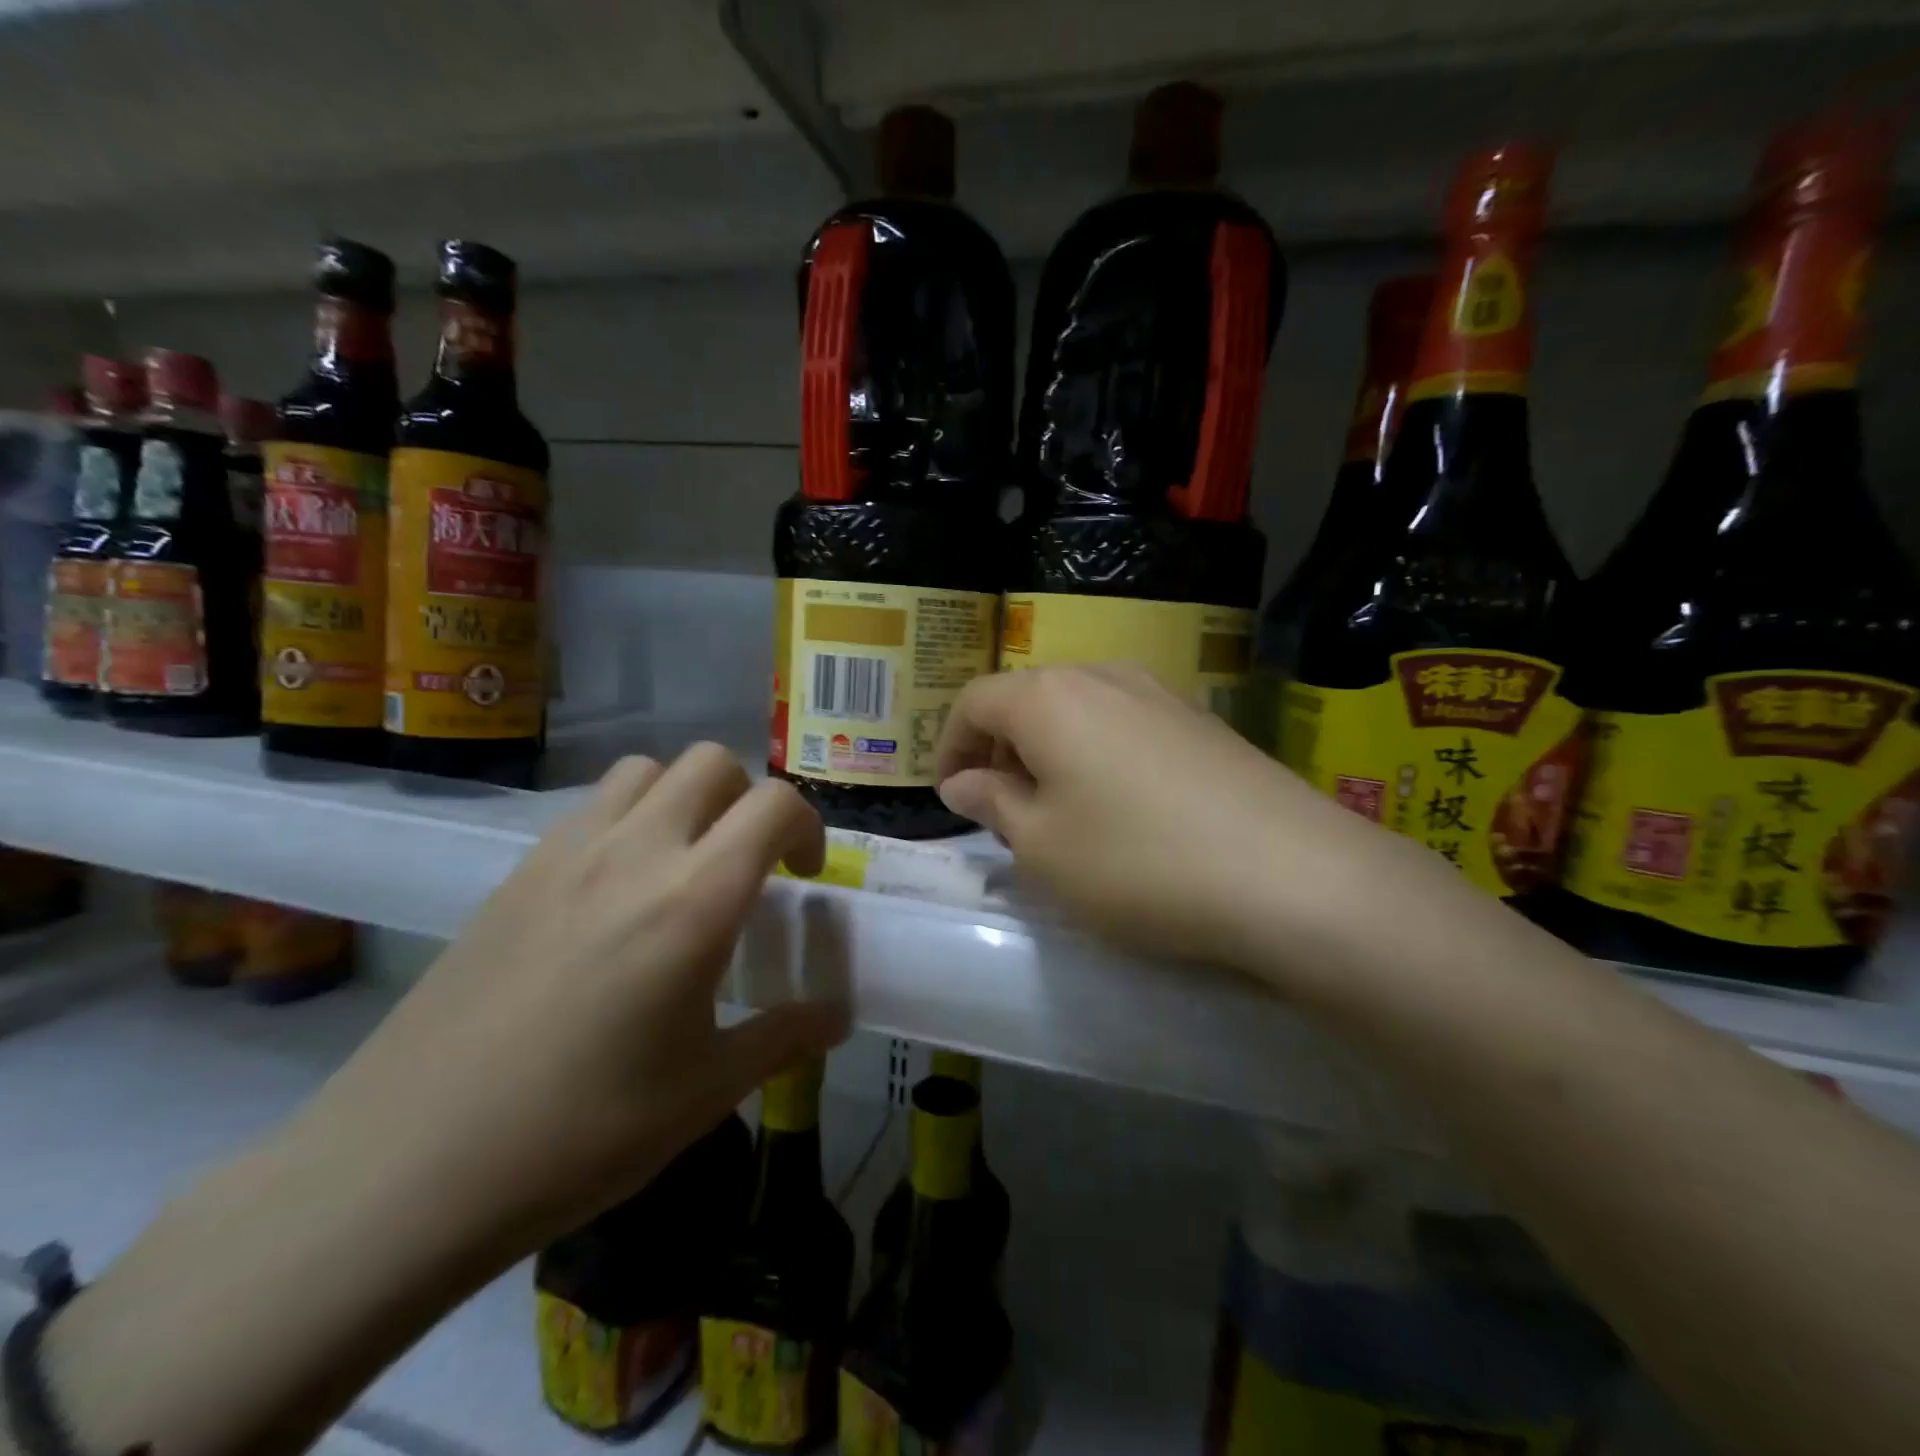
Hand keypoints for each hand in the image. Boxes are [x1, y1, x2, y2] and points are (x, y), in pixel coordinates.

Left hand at [297, 745, 848, 1253]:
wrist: (405, 1167)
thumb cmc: (579, 1132)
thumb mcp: (705, 1092)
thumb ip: (784, 1037)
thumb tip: (838, 1016)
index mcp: (695, 900)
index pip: (775, 805)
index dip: (808, 826)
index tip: (805, 875)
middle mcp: (636, 853)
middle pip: (712, 764)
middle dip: (748, 798)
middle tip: (749, 862)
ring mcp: (568, 854)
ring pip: (646, 771)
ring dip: (684, 797)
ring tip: (684, 862)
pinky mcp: (517, 872)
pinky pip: (591, 807)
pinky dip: (628, 819)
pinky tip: (615, 893)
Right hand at [935, 665, 1433, 981]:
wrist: (1292, 875)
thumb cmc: (1137, 862)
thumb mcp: (1043, 848)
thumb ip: (995, 804)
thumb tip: (965, 781)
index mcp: (1049, 698)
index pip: (974, 702)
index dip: (949, 746)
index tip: (950, 796)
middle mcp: (1103, 676)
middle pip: (1028, 699)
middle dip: (1001, 749)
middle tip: (1000, 808)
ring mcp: (1160, 693)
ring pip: (1079, 711)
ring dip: (1050, 752)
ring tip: (1057, 811)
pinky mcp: (1203, 721)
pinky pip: (1125, 725)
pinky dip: (1098, 756)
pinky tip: (1121, 807)